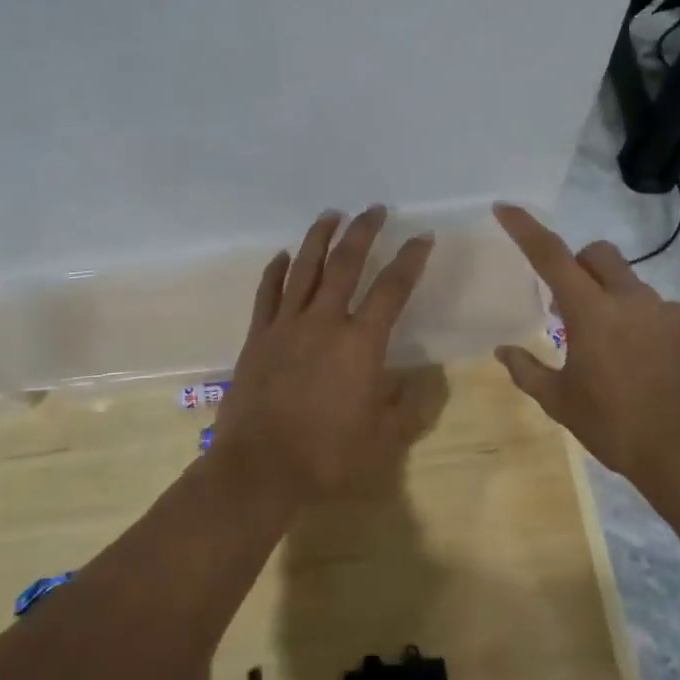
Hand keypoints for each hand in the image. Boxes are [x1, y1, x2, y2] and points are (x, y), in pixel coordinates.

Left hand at [210, 206, 434, 507]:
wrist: (259, 470)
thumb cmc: (326, 457)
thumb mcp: (381, 439)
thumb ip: (404, 407)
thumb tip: (419, 383)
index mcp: (360, 344)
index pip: (392, 289)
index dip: (410, 259)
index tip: (422, 237)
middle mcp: (324, 322)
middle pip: (345, 263)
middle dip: (363, 232)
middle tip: (373, 210)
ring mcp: (286, 326)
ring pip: (304, 268)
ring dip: (319, 238)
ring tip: (331, 215)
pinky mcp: (257, 337)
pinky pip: (267, 294)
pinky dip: (276, 271)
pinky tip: (282, 255)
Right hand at [492, 204, 679, 495]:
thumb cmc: (615, 426)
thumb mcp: (560, 402)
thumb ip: (527, 371)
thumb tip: (502, 351)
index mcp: (591, 312)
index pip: (551, 255)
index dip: (525, 229)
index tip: (505, 208)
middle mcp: (631, 299)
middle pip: (599, 253)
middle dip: (578, 264)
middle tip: (567, 304)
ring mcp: (667, 312)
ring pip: (631, 283)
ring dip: (611, 298)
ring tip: (610, 346)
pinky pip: (659, 310)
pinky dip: (642, 321)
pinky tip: (642, 361)